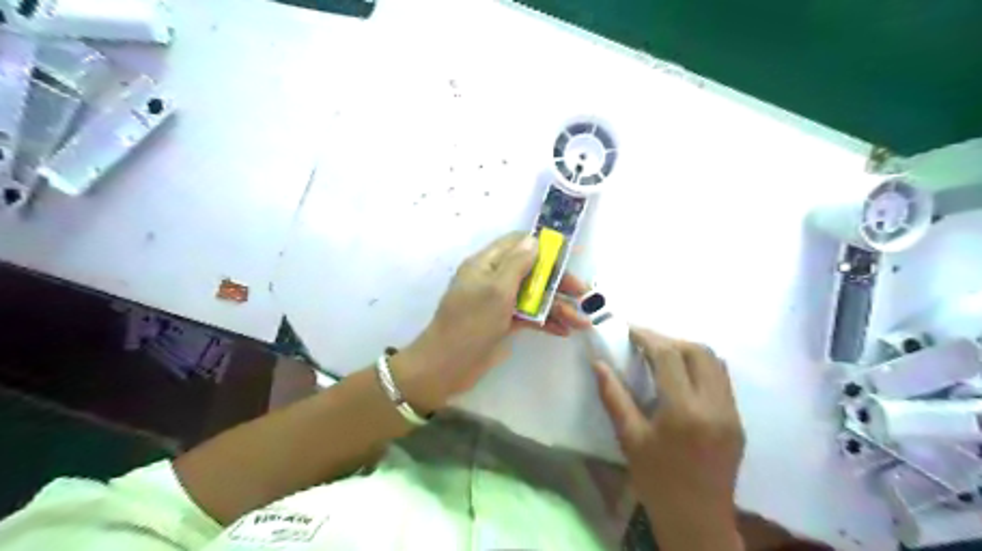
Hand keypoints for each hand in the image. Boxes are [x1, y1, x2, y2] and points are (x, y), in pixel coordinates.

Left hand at [394, 233, 589, 411]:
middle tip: (583, 294)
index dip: (543, 246)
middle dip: (558, 282)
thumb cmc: (471, 322)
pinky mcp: (504, 323)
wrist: (448, 365)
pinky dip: (547, 321)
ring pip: (534, 296)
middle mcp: (493, 279)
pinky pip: (530, 316)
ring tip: (582, 322)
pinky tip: (565, 331)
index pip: (516, 244)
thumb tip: (534, 239)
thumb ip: (517, 263)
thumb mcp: (496, 289)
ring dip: (558, 306)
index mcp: (486, 264)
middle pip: (532, 271)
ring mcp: (499, 302)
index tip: (568, 256)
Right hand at [589, 329, 745, 548]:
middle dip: (669, 340)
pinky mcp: (738, 420)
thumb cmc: (656, 480)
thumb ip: (613, 395)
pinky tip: (680, 376)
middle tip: (644, 343)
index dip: (648, 337)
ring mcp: (731, 412)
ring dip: (687, 350)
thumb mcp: (629, 438)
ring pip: (715, 361)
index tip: (629, 330)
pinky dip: (700, 366)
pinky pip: (722, 379)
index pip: (669, 356)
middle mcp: (714, 405)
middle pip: (698, 351)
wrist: (697, 520)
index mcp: (684, 411)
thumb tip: (598, 362)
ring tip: (661, 355)